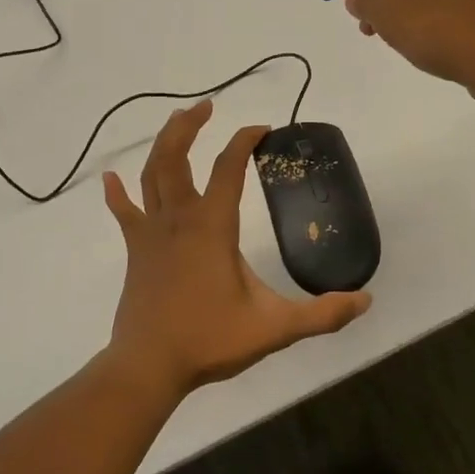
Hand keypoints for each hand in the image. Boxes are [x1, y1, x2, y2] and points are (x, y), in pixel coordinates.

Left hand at [102, 100, 370, 391]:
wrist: (148, 366)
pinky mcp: (135, 250)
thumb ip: (322, 314)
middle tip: (206, 107)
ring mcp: (151, 233)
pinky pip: (124, 212)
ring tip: (176, 123)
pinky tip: (109, 177)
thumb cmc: (210, 341)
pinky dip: (116, 192)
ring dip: (163, 145)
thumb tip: (365, 300)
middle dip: (189, 126)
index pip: (228, 168)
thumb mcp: (274, 328)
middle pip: (176, 157)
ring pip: (151, 175)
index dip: (244, 141)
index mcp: (212, 227)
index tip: (262, 130)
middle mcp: (178, 219)